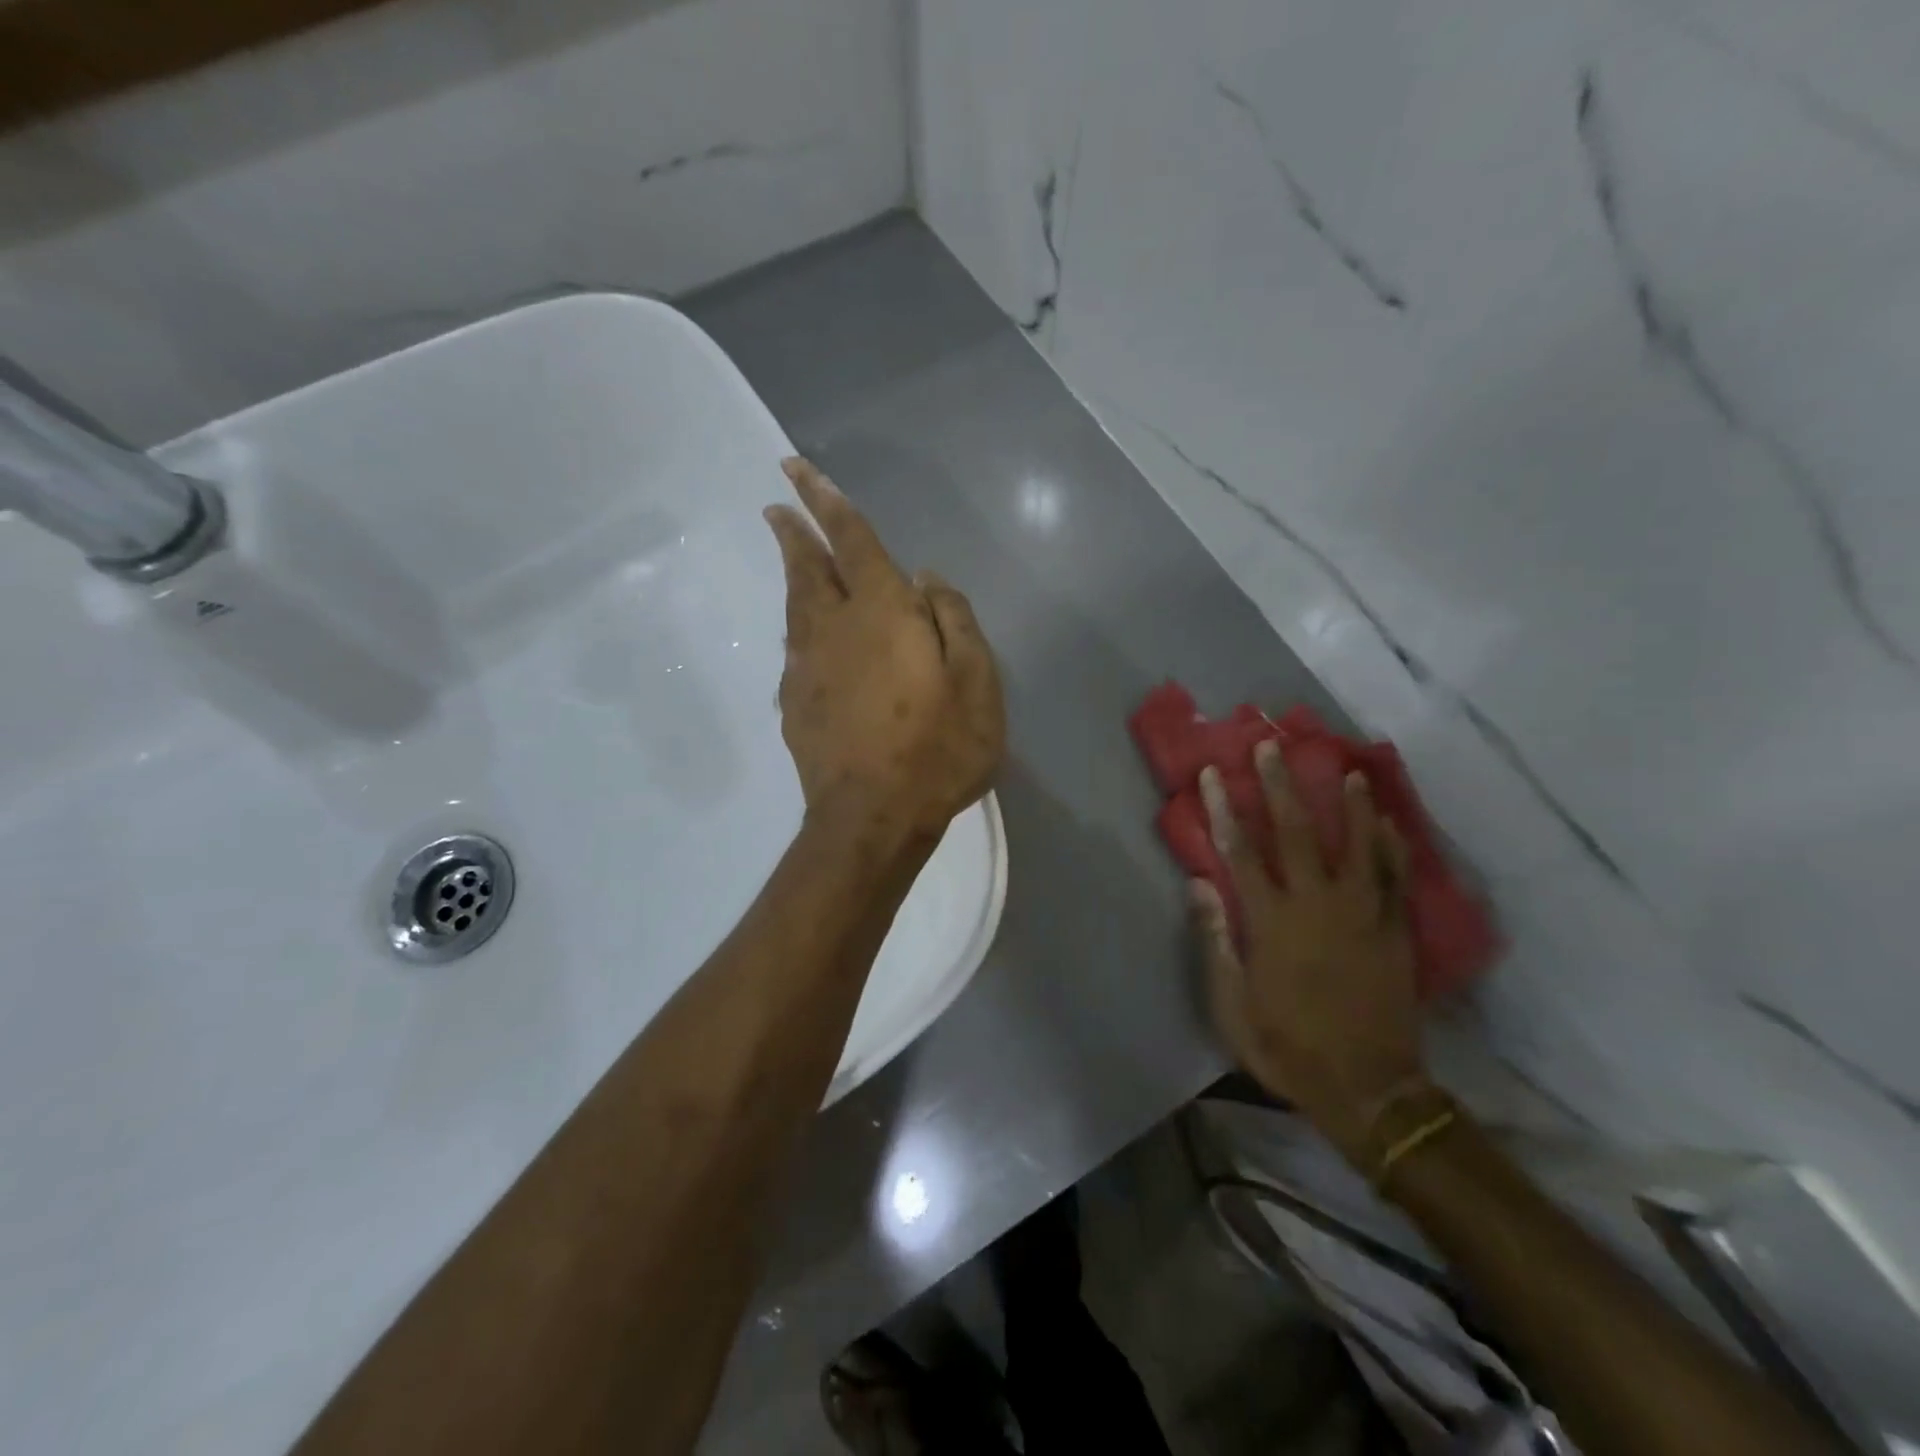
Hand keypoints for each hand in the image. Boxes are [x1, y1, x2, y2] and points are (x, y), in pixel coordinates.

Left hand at [763, 457, 1005, 843]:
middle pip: (807, 568)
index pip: (851, 540)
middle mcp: (834, 629)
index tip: (796, 469)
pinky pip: (795, 650)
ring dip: (793, 576)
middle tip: (777, 506)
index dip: (826, 501)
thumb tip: (928, 579)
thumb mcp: (977, 682)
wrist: (872, 819)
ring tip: (792, 558)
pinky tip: (807, 636)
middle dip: (794, 531)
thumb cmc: (937, 749)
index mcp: (882, 613)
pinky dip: (800, 628)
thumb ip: (954, 620)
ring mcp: (806, 668)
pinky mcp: (794, 704)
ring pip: (795, 607)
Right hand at [1192, 740, 1425, 1164]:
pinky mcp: (1394, 930)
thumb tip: (1198, 882)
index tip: (1216, 774)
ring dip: (1348, 804)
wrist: (1369, 1088)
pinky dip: (1390, 845)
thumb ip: (1216, 940)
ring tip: (1343, 768)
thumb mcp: (1232, 1005)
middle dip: (1280, 787)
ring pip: (1355, 845)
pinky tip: (1387, 820)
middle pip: (1295, 833)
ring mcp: (1362, 915)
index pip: (1240, 852)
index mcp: (1271, 923)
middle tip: (1273, 748)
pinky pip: (1394, 877)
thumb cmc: (1287, 1047)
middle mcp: (1316, 906)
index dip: (1225, 809)